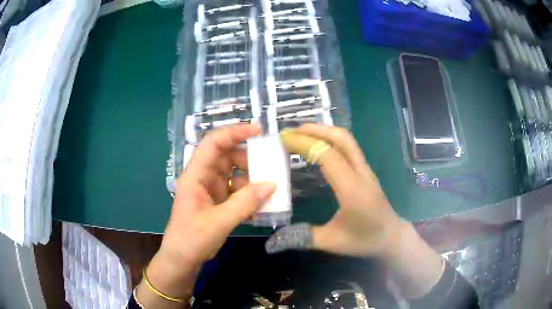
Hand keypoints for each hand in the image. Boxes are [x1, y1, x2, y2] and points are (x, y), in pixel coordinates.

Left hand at [137, 125, 275, 306]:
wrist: (182, 260)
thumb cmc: (192, 239)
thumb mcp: (219, 222)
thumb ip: (245, 203)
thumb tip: (271, 185)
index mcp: (195, 176)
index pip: (213, 144)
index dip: (234, 133)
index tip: (258, 131)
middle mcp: (203, 178)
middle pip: (226, 157)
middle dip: (248, 158)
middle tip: (270, 164)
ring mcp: (210, 190)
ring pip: (233, 174)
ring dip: (251, 179)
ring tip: (269, 188)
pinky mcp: (217, 202)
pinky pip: (236, 191)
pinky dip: (248, 195)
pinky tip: (261, 205)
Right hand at [266, 123, 403, 257]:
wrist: (392, 237)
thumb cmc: (364, 240)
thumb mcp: (332, 242)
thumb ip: (303, 237)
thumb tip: (274, 238)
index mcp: (352, 190)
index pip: (328, 155)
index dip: (305, 143)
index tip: (284, 139)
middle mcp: (361, 173)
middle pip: (341, 138)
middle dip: (315, 130)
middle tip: (291, 132)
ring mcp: (366, 170)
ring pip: (347, 140)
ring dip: (324, 131)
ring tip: (301, 134)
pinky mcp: (366, 171)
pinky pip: (349, 147)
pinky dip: (331, 139)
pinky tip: (318, 147)